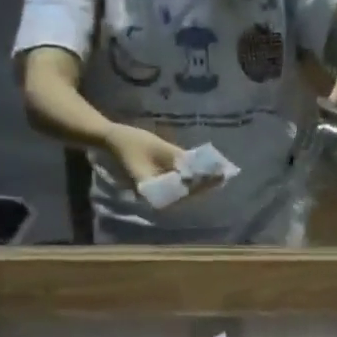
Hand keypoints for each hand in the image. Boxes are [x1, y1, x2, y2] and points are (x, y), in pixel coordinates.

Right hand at [103, 124, 225, 205]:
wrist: (112, 140)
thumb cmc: (131, 142)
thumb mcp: (157, 147)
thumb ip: (177, 158)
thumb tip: (199, 166)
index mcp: (152, 190)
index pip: (182, 191)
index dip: (200, 185)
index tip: (216, 179)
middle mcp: (155, 195)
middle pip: (186, 193)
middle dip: (205, 185)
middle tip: (225, 176)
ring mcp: (157, 190)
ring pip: (184, 190)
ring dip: (201, 182)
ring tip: (220, 175)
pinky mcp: (160, 183)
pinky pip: (179, 184)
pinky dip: (192, 177)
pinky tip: (207, 172)